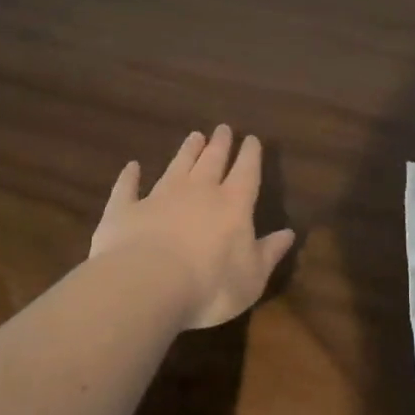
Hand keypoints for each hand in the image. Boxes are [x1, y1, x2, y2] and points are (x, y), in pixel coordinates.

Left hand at [90, 126, 296, 329]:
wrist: (146, 286)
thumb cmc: (210, 286)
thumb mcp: (252, 278)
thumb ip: (269, 253)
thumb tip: (289, 233)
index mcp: (233, 205)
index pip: (246, 172)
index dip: (251, 155)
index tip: (252, 139)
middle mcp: (198, 192)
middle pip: (212, 161)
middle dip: (220, 144)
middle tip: (223, 128)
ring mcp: (159, 197)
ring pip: (177, 166)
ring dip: (186, 151)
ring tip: (194, 136)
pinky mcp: (125, 210)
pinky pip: (128, 187)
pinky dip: (130, 176)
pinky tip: (132, 166)